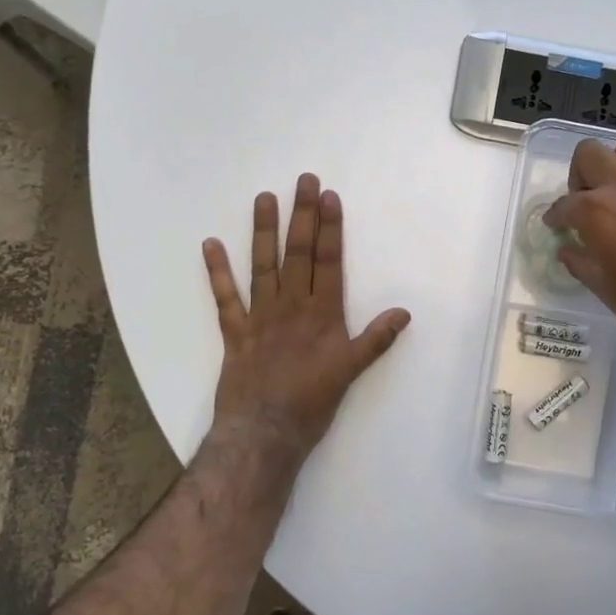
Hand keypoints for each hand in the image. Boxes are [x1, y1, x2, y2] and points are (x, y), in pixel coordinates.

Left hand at [202, 174, 410, 477]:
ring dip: (264, 231)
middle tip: (303, 181)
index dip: (329, 228)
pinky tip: (211, 244)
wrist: (265, 433)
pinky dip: (217, 272)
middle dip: (302, 215)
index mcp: (323, 314)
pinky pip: (225, 298)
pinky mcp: (235, 332)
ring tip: (264, 198)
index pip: (328, 261)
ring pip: (263, 266)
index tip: (329, 197)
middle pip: (298, 254)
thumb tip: (404, 312)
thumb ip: (376, 340)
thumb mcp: (352, 372)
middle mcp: (292, 307)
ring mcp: (260, 317)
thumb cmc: (312, 403)